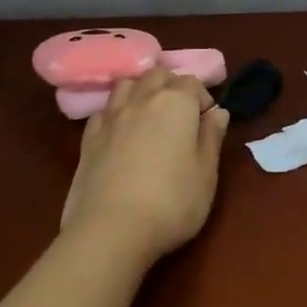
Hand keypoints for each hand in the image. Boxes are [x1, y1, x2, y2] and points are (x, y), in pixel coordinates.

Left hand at [60, 68, 229, 263]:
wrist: (111, 230)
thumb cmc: (171, 202)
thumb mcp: (207, 174)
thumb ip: (212, 138)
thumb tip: (218, 112)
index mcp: (176, 103)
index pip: (192, 82)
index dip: (202, 97)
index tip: (207, 120)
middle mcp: (142, 100)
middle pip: (157, 75)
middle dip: (172, 85)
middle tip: (181, 113)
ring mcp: (111, 117)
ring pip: (127, 85)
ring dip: (141, 90)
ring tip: (149, 114)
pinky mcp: (88, 138)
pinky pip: (104, 111)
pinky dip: (116, 112)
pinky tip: (120, 131)